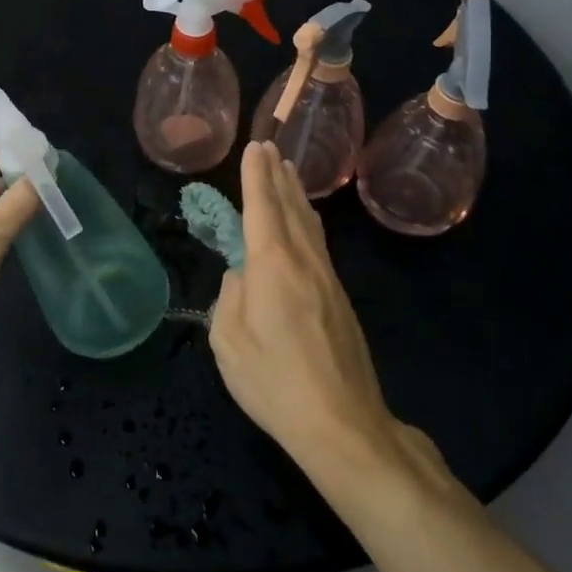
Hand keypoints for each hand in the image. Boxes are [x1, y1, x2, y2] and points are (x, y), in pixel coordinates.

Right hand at [210, 142, 428, 480]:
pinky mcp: (339, 298)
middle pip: (290, 207)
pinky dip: (308, 220)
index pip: (261, 207)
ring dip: (296, 194)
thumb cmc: (275, 382)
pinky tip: (306, 222)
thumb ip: (229, 299)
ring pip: (309, 224)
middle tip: (269, 148)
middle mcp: (303, 260)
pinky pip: (318, 243)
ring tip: (288, 172)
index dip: (256, 176)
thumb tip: (240, 277)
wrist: (343, 423)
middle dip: (277, 176)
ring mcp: (327, 278)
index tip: (254, 148)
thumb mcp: (229, 342)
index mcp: (272, 265)